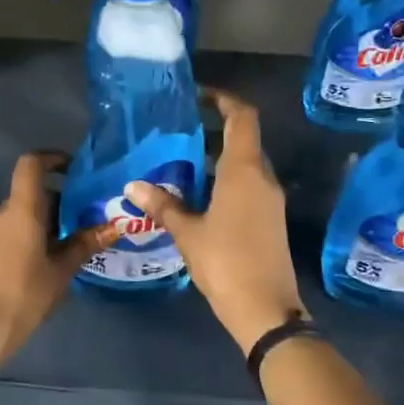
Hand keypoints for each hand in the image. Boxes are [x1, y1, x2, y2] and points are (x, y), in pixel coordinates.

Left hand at [0, 152, 114, 361]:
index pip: (31, 164)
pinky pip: (19, 229)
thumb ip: (86, 243)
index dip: (52, 158)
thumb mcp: (63, 269)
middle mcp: (4, 214)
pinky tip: (59, 256)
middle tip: (91, 213)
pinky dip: (40, 233)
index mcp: (21, 209)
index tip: (76, 169)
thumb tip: (115, 226)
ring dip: (52, 219)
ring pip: (27, 212)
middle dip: (63, 198)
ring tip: (81, 237)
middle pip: (33, 191)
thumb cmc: (26, 292)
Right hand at [127, 89, 306, 352]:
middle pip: (245, 139)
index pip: (243, 118)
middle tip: (180, 131)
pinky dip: (227, 179)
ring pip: (246, 164)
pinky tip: (200, 194)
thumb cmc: (225, 262)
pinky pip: (249, 185)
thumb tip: (133, 185)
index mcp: (244, 171)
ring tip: (183, 161)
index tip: (200, 95)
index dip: (225, 100)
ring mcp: (270, 199)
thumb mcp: (188, 233)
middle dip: (216, 129)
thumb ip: (163, 205)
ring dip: (220, 157)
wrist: (265, 309)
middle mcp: (263, 178)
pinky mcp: (270, 219)